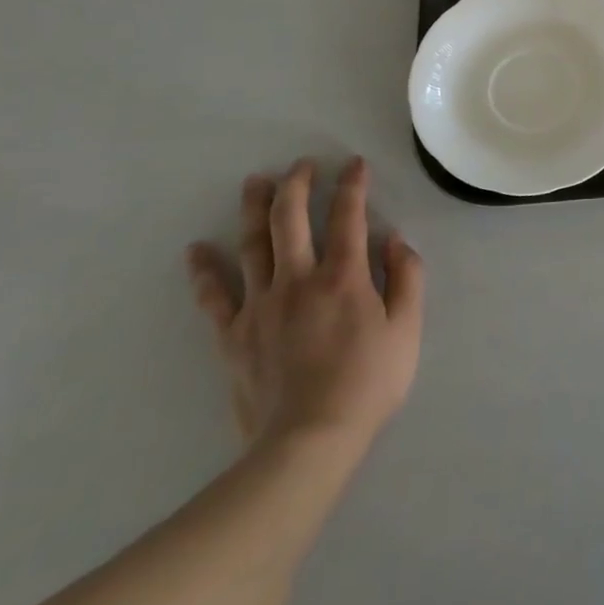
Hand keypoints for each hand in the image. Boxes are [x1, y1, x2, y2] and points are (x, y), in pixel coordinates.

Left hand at [186, 157, 423, 461]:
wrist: (309, 440)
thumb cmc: (369, 383)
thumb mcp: (407, 329)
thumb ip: (407, 278)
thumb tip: (396, 240)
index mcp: (344, 277)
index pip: (349, 217)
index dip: (352, 186)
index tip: (354, 164)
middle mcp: (298, 280)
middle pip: (290, 220)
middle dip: (296, 185)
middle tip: (301, 165)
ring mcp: (260, 306)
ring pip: (252, 245)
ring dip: (254, 209)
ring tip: (254, 182)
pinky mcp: (234, 335)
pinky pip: (214, 297)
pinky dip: (204, 271)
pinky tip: (195, 250)